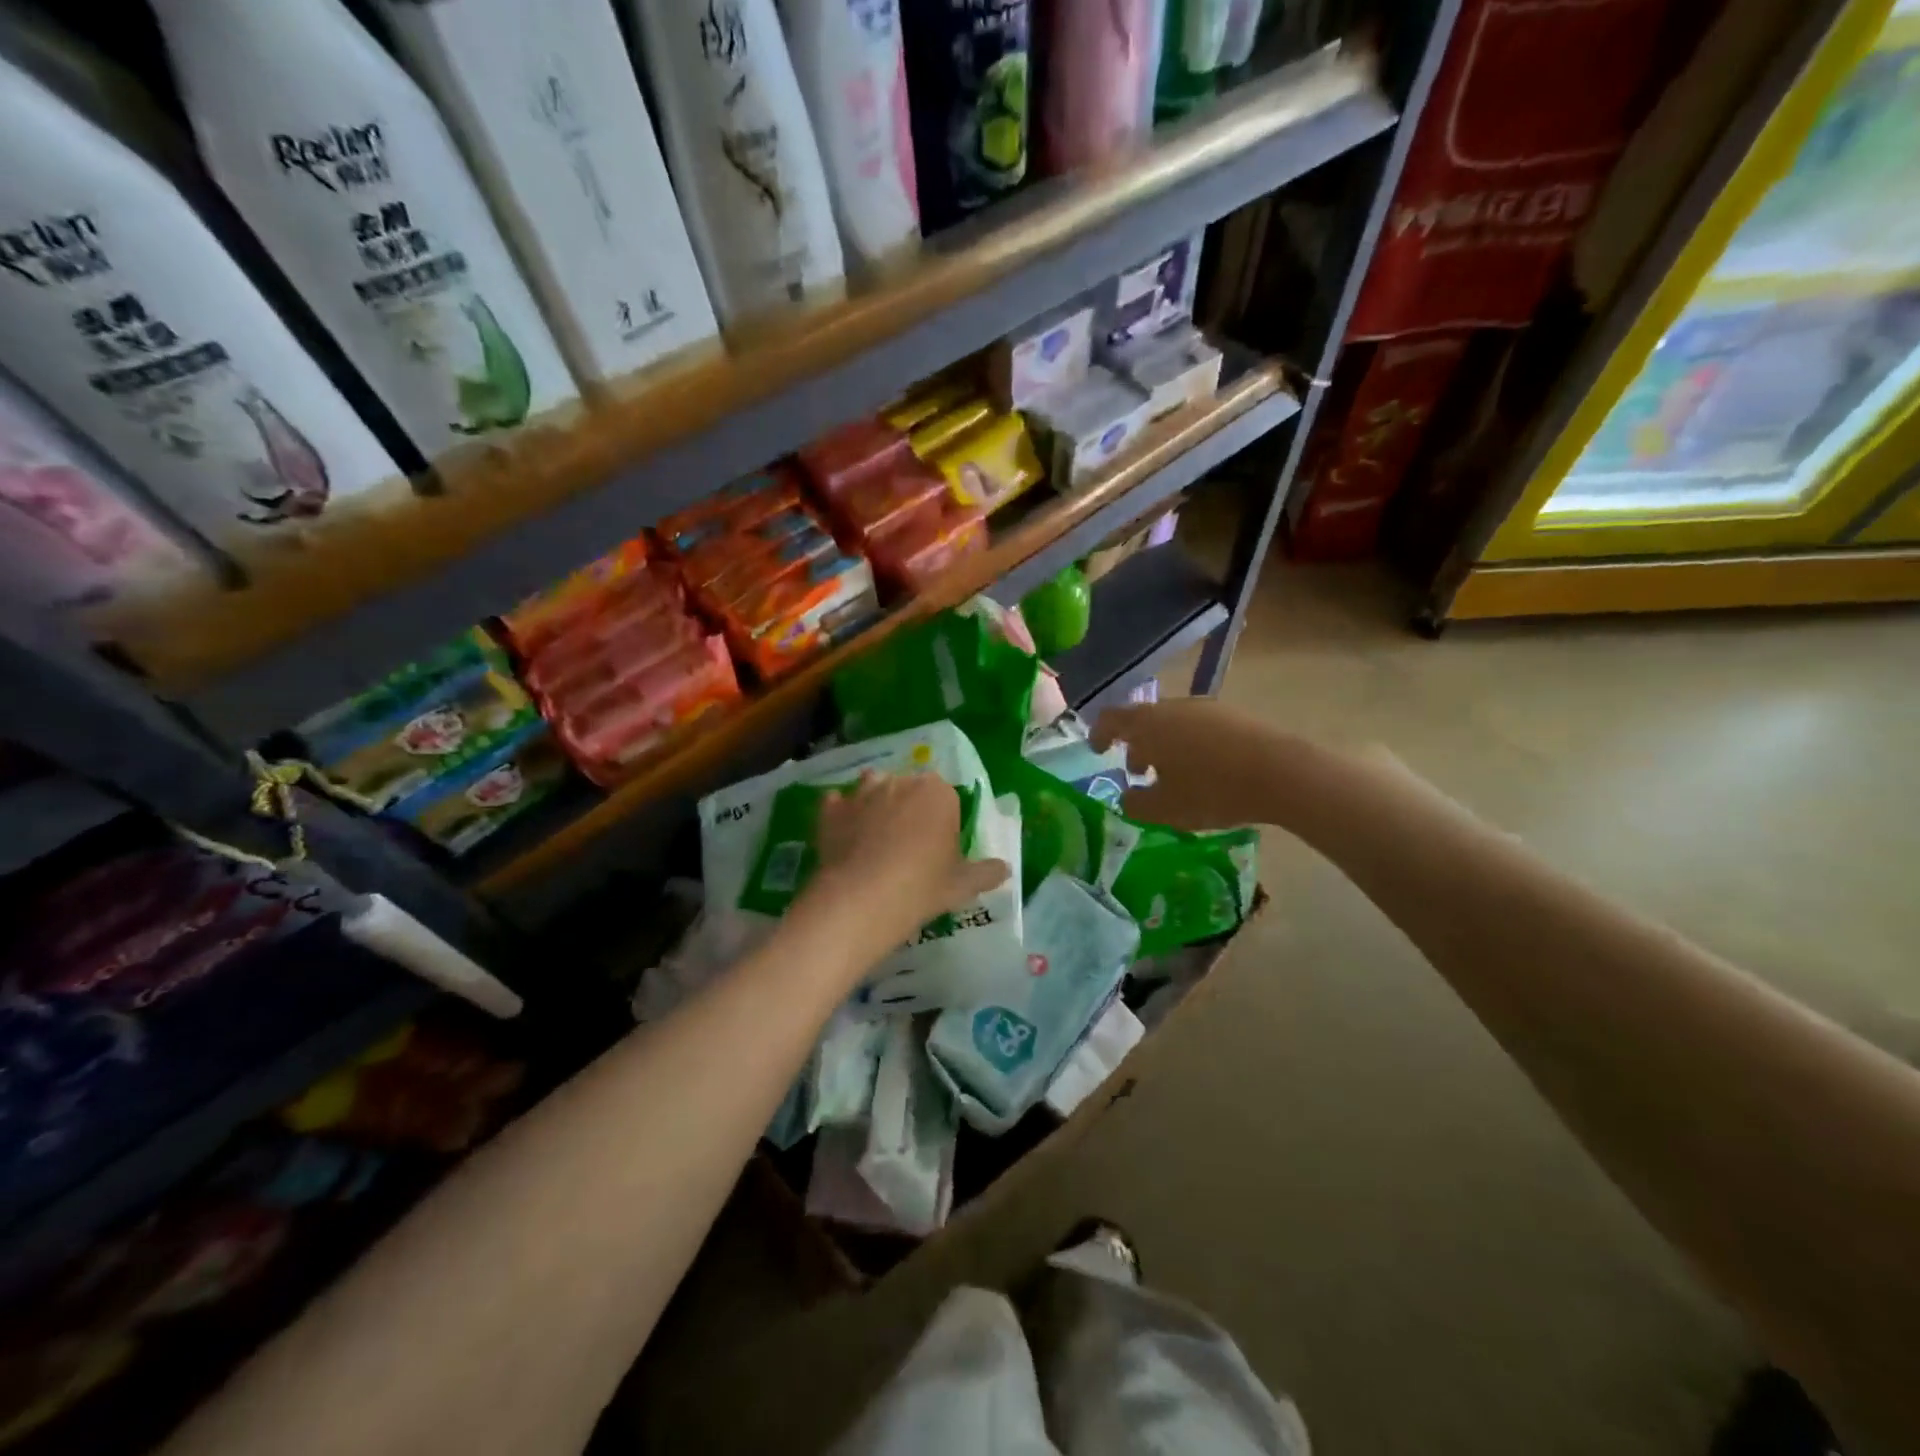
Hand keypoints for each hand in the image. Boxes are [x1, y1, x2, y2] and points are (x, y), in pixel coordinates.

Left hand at [810, 772, 1009, 947]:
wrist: (861, 899)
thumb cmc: (921, 887)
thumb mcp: (962, 885)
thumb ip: (986, 872)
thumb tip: (1005, 869)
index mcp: (939, 793)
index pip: (946, 798)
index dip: (942, 821)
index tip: (938, 848)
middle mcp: (901, 782)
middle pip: (909, 790)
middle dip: (909, 809)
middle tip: (908, 846)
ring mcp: (862, 792)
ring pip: (872, 789)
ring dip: (875, 805)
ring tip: (874, 840)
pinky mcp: (832, 809)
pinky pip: (838, 805)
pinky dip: (841, 816)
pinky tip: (844, 838)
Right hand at [1092, 699, 1300, 831]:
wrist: (1281, 773)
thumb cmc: (1211, 790)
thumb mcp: (1165, 809)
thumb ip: (1136, 804)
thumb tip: (1127, 798)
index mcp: (1148, 724)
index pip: (1111, 719)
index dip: (1099, 734)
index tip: (1098, 751)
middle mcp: (1173, 707)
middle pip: (1143, 720)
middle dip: (1135, 745)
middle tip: (1137, 773)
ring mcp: (1205, 708)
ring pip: (1172, 723)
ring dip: (1163, 746)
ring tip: (1172, 776)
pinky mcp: (1233, 716)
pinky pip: (1198, 727)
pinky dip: (1189, 745)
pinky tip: (1204, 771)